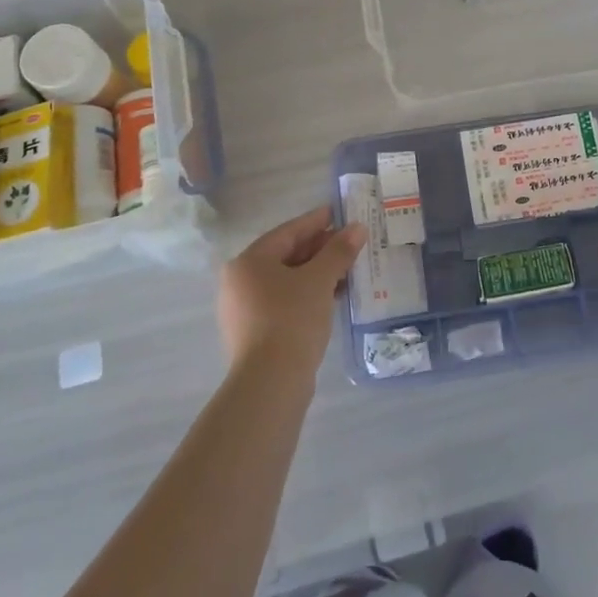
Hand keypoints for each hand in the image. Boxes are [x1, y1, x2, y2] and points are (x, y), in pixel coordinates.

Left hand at [217, 205, 365, 375]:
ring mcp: (244, 309)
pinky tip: (333, 297)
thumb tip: (357, 228)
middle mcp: (240, 281)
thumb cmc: (291, 319)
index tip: (340, 213)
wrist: (271, 383)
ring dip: (317, 273)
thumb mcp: (319, 280)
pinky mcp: (255, 333)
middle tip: (350, 243)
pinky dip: (308, 294)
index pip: (288, 232)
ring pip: (287, 280)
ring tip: (348, 270)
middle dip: (320, 249)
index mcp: (249, 261)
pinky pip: (285, 301)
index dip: (317, 221)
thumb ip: (338, 251)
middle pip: (286, 255)